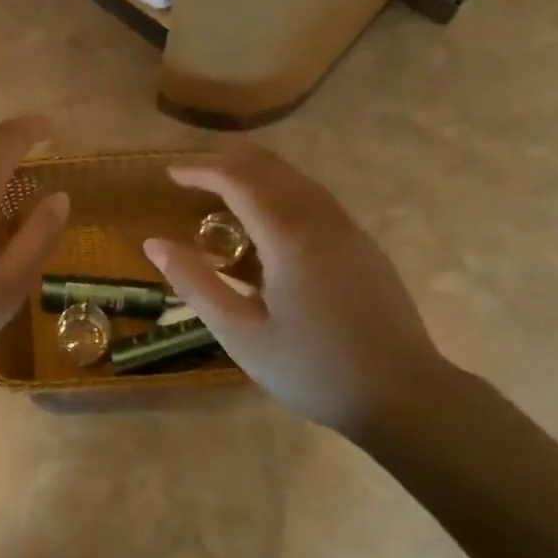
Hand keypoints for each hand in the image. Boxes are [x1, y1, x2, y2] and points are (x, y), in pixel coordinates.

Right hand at [143, 143, 450, 436]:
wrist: (404, 395)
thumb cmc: (313, 369)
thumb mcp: (241, 335)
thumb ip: (196, 284)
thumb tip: (154, 244)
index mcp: (289, 238)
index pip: (239, 181)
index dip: (202, 170)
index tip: (171, 175)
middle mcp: (321, 220)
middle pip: (270, 167)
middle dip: (228, 161)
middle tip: (192, 173)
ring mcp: (349, 229)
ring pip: (297, 177)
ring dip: (257, 171)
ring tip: (224, 185)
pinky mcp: (364, 244)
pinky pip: (316, 196)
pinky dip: (282, 188)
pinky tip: (270, 214)